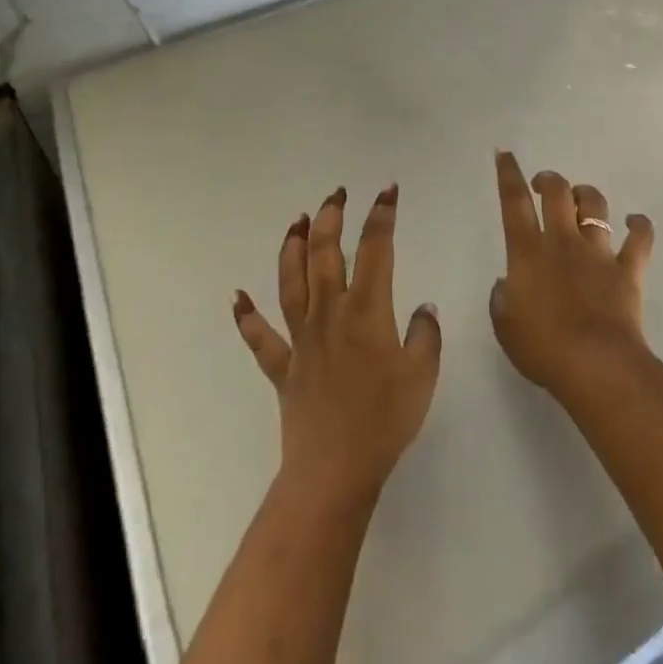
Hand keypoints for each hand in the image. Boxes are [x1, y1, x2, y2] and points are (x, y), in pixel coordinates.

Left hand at [233, 184, 442, 506]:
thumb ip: (425, 334)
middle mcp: (330, 313)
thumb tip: (423, 308)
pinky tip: (237, 298)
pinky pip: (260, 338)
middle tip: (337, 193)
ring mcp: (302, 338)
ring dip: (292, 247)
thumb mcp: (422, 374)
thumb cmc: (385, 420)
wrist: (334, 471)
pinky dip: (246, 317)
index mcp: (367, 310)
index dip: (381, 216)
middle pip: (325, 253)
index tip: (387, 192)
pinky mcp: (283, 367)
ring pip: (291, 282)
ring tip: (297, 221)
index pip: (375, 249)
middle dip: (331, 217)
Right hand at [489, 151, 654, 403]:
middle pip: (557, 193)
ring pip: (595, 206)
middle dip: (549, 180)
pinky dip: (639, 227)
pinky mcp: (627, 269)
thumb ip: (502, 298)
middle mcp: (562, 241)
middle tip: (544, 184)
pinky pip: (639, 239)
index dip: (508, 174)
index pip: (514, 202)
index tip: (505, 153)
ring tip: (582, 198)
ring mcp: (597, 252)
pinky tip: (635, 222)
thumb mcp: (505, 325)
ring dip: (587, 195)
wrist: (594, 363)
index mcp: (527, 252)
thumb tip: (507, 283)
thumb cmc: (542, 347)